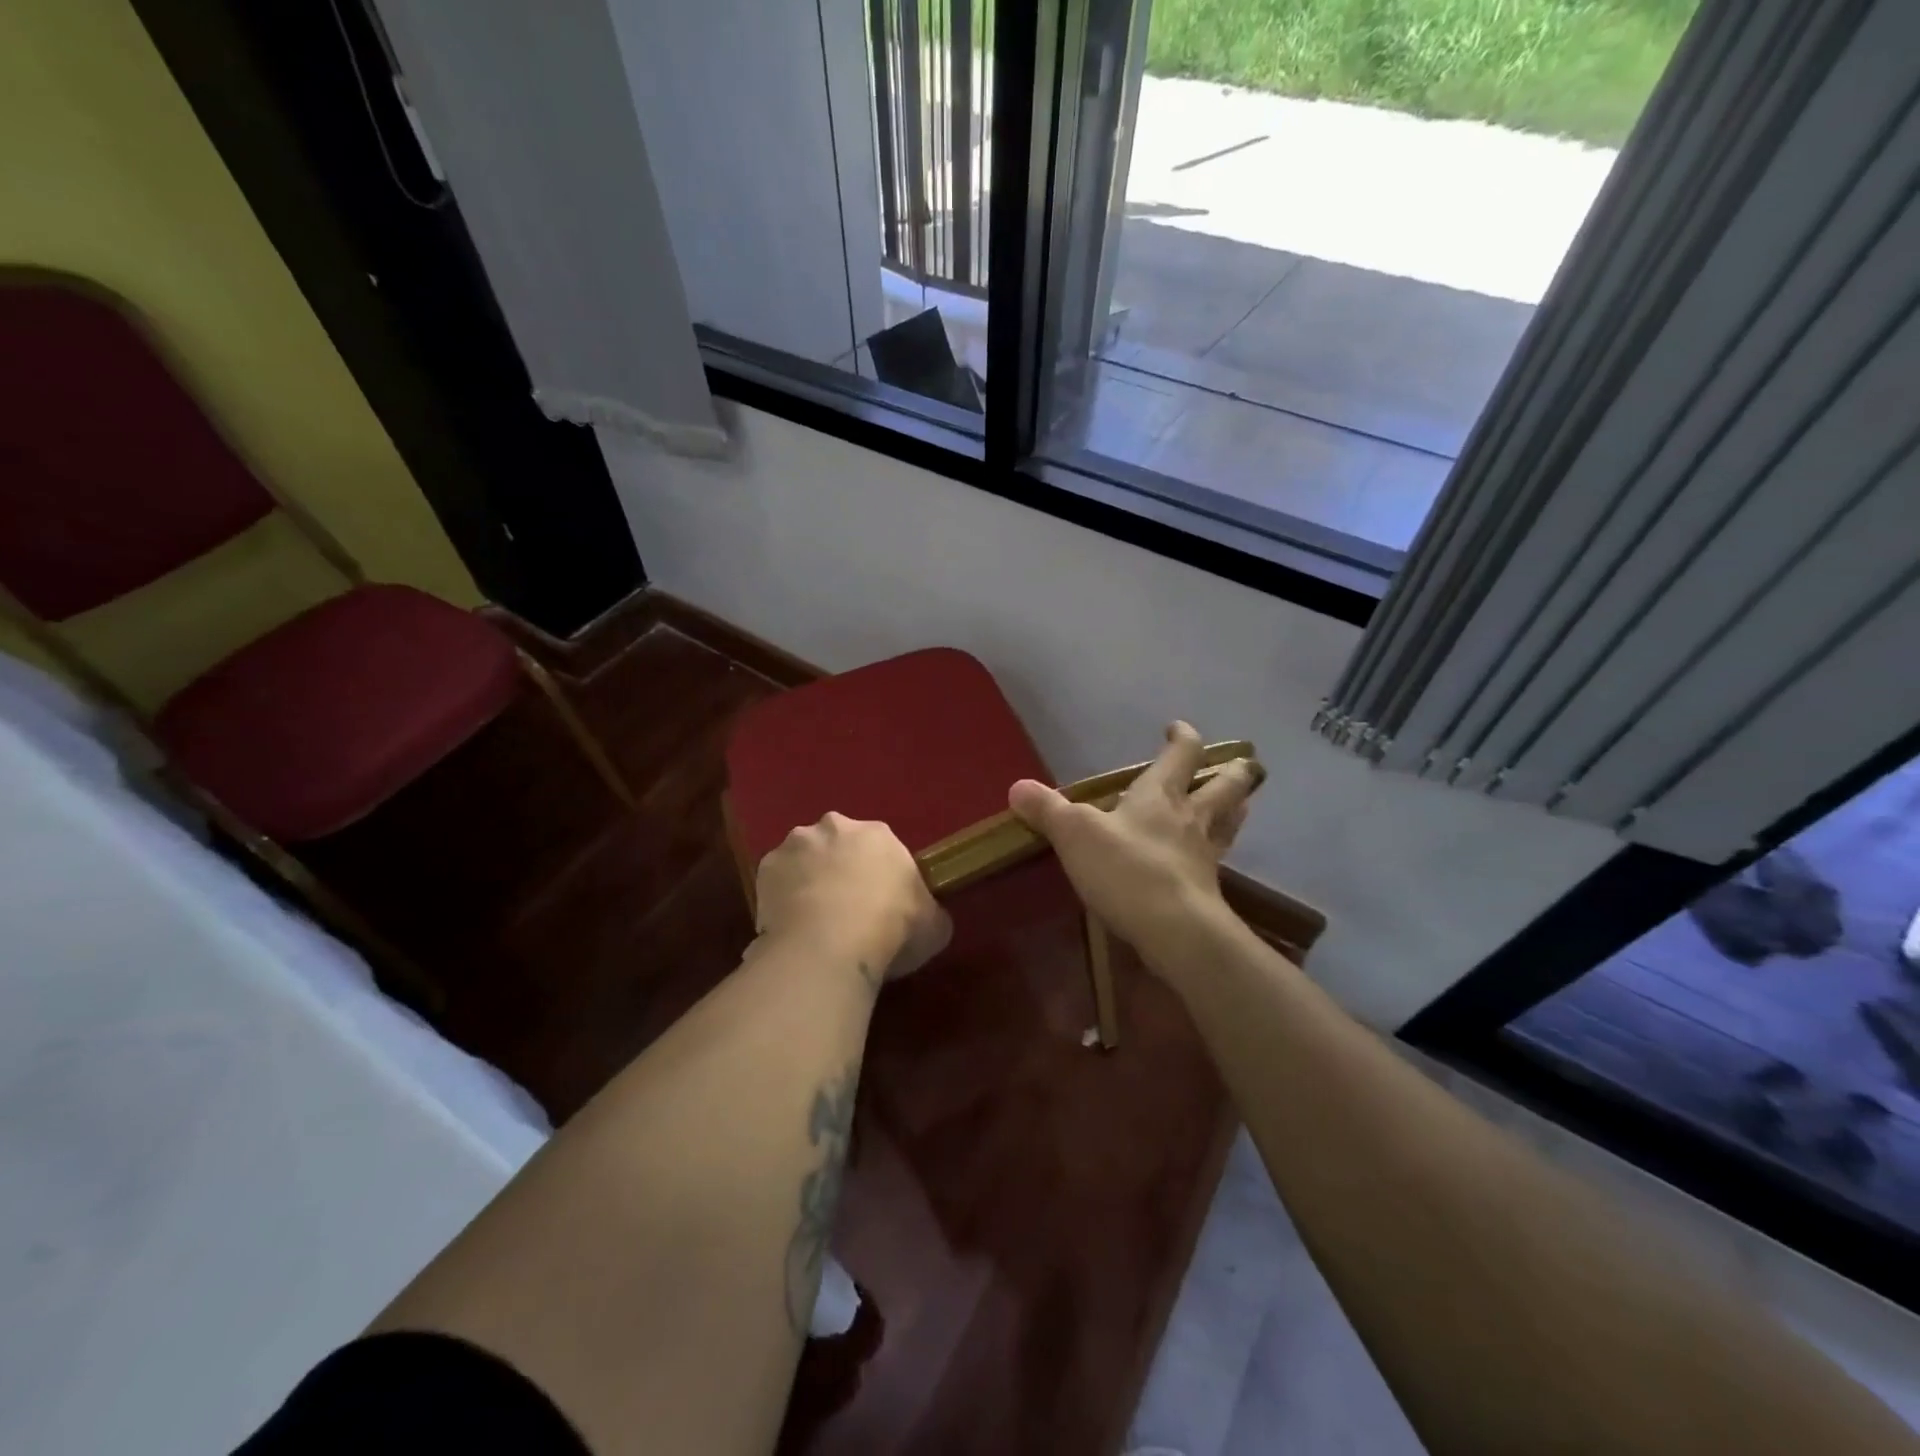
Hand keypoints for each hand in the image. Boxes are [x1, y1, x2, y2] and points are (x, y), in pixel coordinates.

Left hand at [753, 813, 951, 986]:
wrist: (830, 945)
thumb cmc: (891, 928)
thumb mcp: (933, 926)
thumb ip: (930, 913)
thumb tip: (927, 919)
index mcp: (878, 834)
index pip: (880, 848)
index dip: (878, 875)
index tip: (879, 902)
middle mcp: (835, 827)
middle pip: (837, 845)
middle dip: (838, 868)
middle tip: (844, 907)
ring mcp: (795, 845)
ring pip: (803, 859)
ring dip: (807, 879)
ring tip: (813, 920)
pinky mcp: (765, 869)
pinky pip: (776, 883)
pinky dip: (781, 900)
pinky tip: (790, 927)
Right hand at [1009, 722, 1258, 969]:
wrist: (1174, 929)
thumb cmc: (1126, 868)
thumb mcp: (1075, 833)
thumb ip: (1048, 809)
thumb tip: (1017, 787)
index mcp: (1162, 794)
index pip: (1183, 753)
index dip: (1183, 737)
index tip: (1176, 729)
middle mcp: (1191, 817)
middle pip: (1227, 785)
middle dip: (1233, 771)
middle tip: (1238, 763)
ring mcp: (1205, 854)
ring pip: (1231, 821)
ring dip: (1235, 808)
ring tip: (1236, 804)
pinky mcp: (1208, 889)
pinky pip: (1217, 860)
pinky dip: (1216, 852)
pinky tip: (1206, 859)